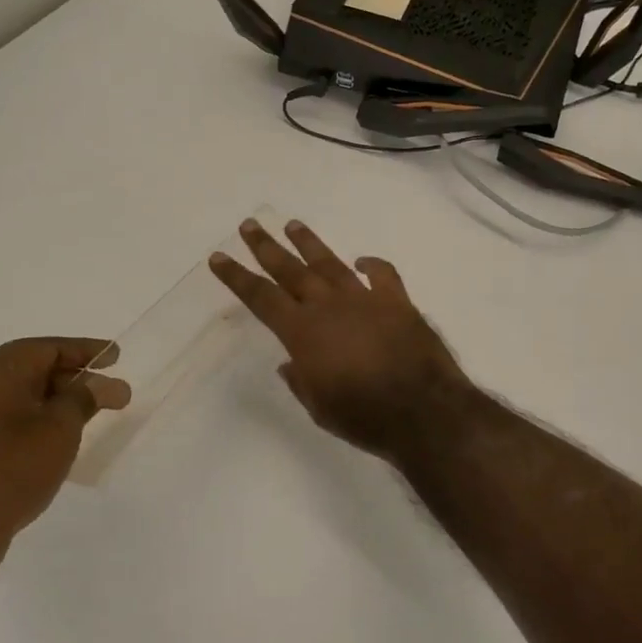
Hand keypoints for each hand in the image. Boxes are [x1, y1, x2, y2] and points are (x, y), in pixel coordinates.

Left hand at [0, 338, 130, 594]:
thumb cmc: (9, 469)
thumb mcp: (59, 429)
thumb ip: (84, 398)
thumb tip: (102, 383)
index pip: (50, 348)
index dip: (88, 351)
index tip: (117, 356)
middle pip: (32, 368)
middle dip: (74, 379)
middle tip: (111, 394)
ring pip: (16, 394)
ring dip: (53, 401)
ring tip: (87, 415)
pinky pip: (1, 415)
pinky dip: (30, 418)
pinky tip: (52, 436)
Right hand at [210, 219, 476, 462]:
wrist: (423, 410)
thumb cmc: (364, 417)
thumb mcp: (320, 408)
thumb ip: (302, 381)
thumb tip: (291, 363)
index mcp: (303, 333)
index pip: (261, 297)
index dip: (237, 277)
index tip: (219, 257)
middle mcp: (329, 306)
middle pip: (291, 270)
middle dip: (266, 247)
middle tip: (250, 224)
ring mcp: (365, 299)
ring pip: (330, 263)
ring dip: (309, 244)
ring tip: (293, 224)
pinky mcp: (397, 301)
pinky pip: (382, 274)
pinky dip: (372, 264)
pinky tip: (362, 260)